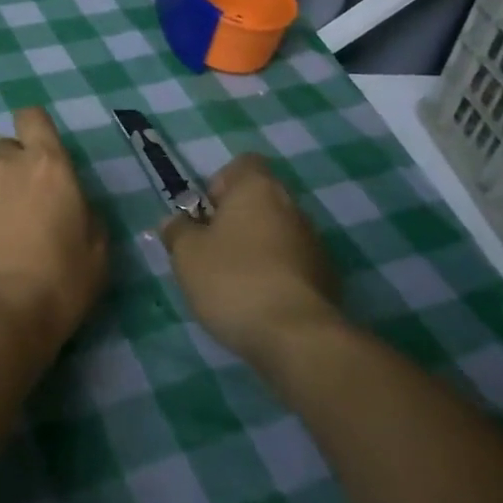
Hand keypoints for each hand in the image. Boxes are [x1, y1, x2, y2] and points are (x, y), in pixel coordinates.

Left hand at [0, 108, 108, 357]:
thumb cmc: (55, 290)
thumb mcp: (94, 254)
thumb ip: (82, 214)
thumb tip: (68, 204)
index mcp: (48, 168)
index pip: (34, 119)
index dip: (32, 130)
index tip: (32, 152)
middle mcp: (3, 164)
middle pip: (4, 153)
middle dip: (8, 176)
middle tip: (11, 218)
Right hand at [159, 152, 341, 362]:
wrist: (297, 338)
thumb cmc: (233, 280)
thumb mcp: (187, 254)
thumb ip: (178, 230)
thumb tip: (175, 221)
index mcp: (257, 188)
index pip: (243, 164)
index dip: (220, 184)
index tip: (204, 215)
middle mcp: (291, 206)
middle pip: (259, 200)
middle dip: (235, 221)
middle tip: (210, 250)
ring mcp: (314, 243)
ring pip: (276, 233)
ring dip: (256, 248)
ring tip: (232, 282)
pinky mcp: (327, 279)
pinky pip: (292, 264)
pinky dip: (275, 275)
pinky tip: (258, 303)